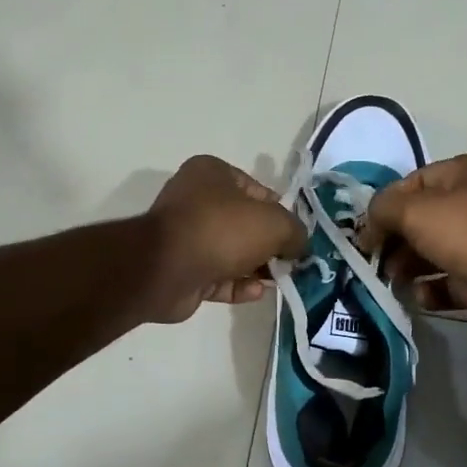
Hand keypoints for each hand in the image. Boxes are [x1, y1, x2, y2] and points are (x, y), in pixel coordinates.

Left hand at [145, 156, 306, 323]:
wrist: (166, 269)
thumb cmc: (222, 230)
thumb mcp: (274, 223)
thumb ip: (295, 231)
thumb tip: (300, 246)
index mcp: (212, 174)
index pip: (257, 190)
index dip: (281, 212)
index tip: (296, 234)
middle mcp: (196, 200)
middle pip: (245, 223)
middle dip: (270, 244)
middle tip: (292, 261)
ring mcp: (187, 237)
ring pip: (232, 252)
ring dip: (257, 267)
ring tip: (280, 280)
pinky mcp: (183, 270)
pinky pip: (218, 276)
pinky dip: (239, 285)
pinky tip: (258, 293)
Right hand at [360, 153, 466, 334]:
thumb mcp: (415, 210)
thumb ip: (382, 210)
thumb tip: (367, 228)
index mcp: (464, 173)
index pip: (412, 184)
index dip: (384, 207)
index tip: (365, 233)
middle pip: (420, 220)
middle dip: (394, 240)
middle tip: (376, 260)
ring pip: (431, 252)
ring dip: (407, 266)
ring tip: (394, 279)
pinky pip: (447, 282)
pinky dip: (430, 289)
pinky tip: (421, 294)